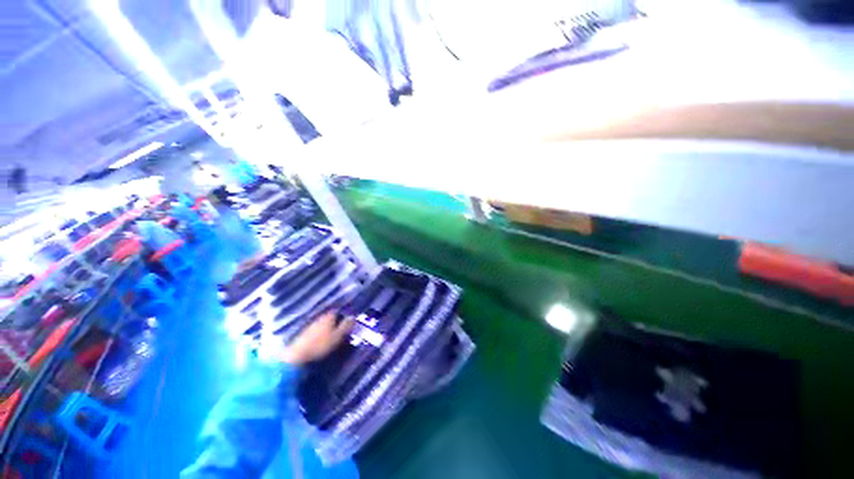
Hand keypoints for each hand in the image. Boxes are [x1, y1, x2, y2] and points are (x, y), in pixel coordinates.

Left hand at [278, 311, 353, 365]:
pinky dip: (321, 334)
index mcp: (328, 317)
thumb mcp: (338, 336)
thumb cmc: (320, 345)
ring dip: (328, 328)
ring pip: (323, 324)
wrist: (297, 356)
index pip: (338, 311)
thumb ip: (346, 326)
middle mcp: (319, 318)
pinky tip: (322, 341)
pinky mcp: (304, 335)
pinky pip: (316, 331)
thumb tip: (353, 316)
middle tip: (342, 330)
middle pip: (330, 317)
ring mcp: (311, 326)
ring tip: (333, 336)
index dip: (343, 315)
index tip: (348, 322)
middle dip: (336, 322)